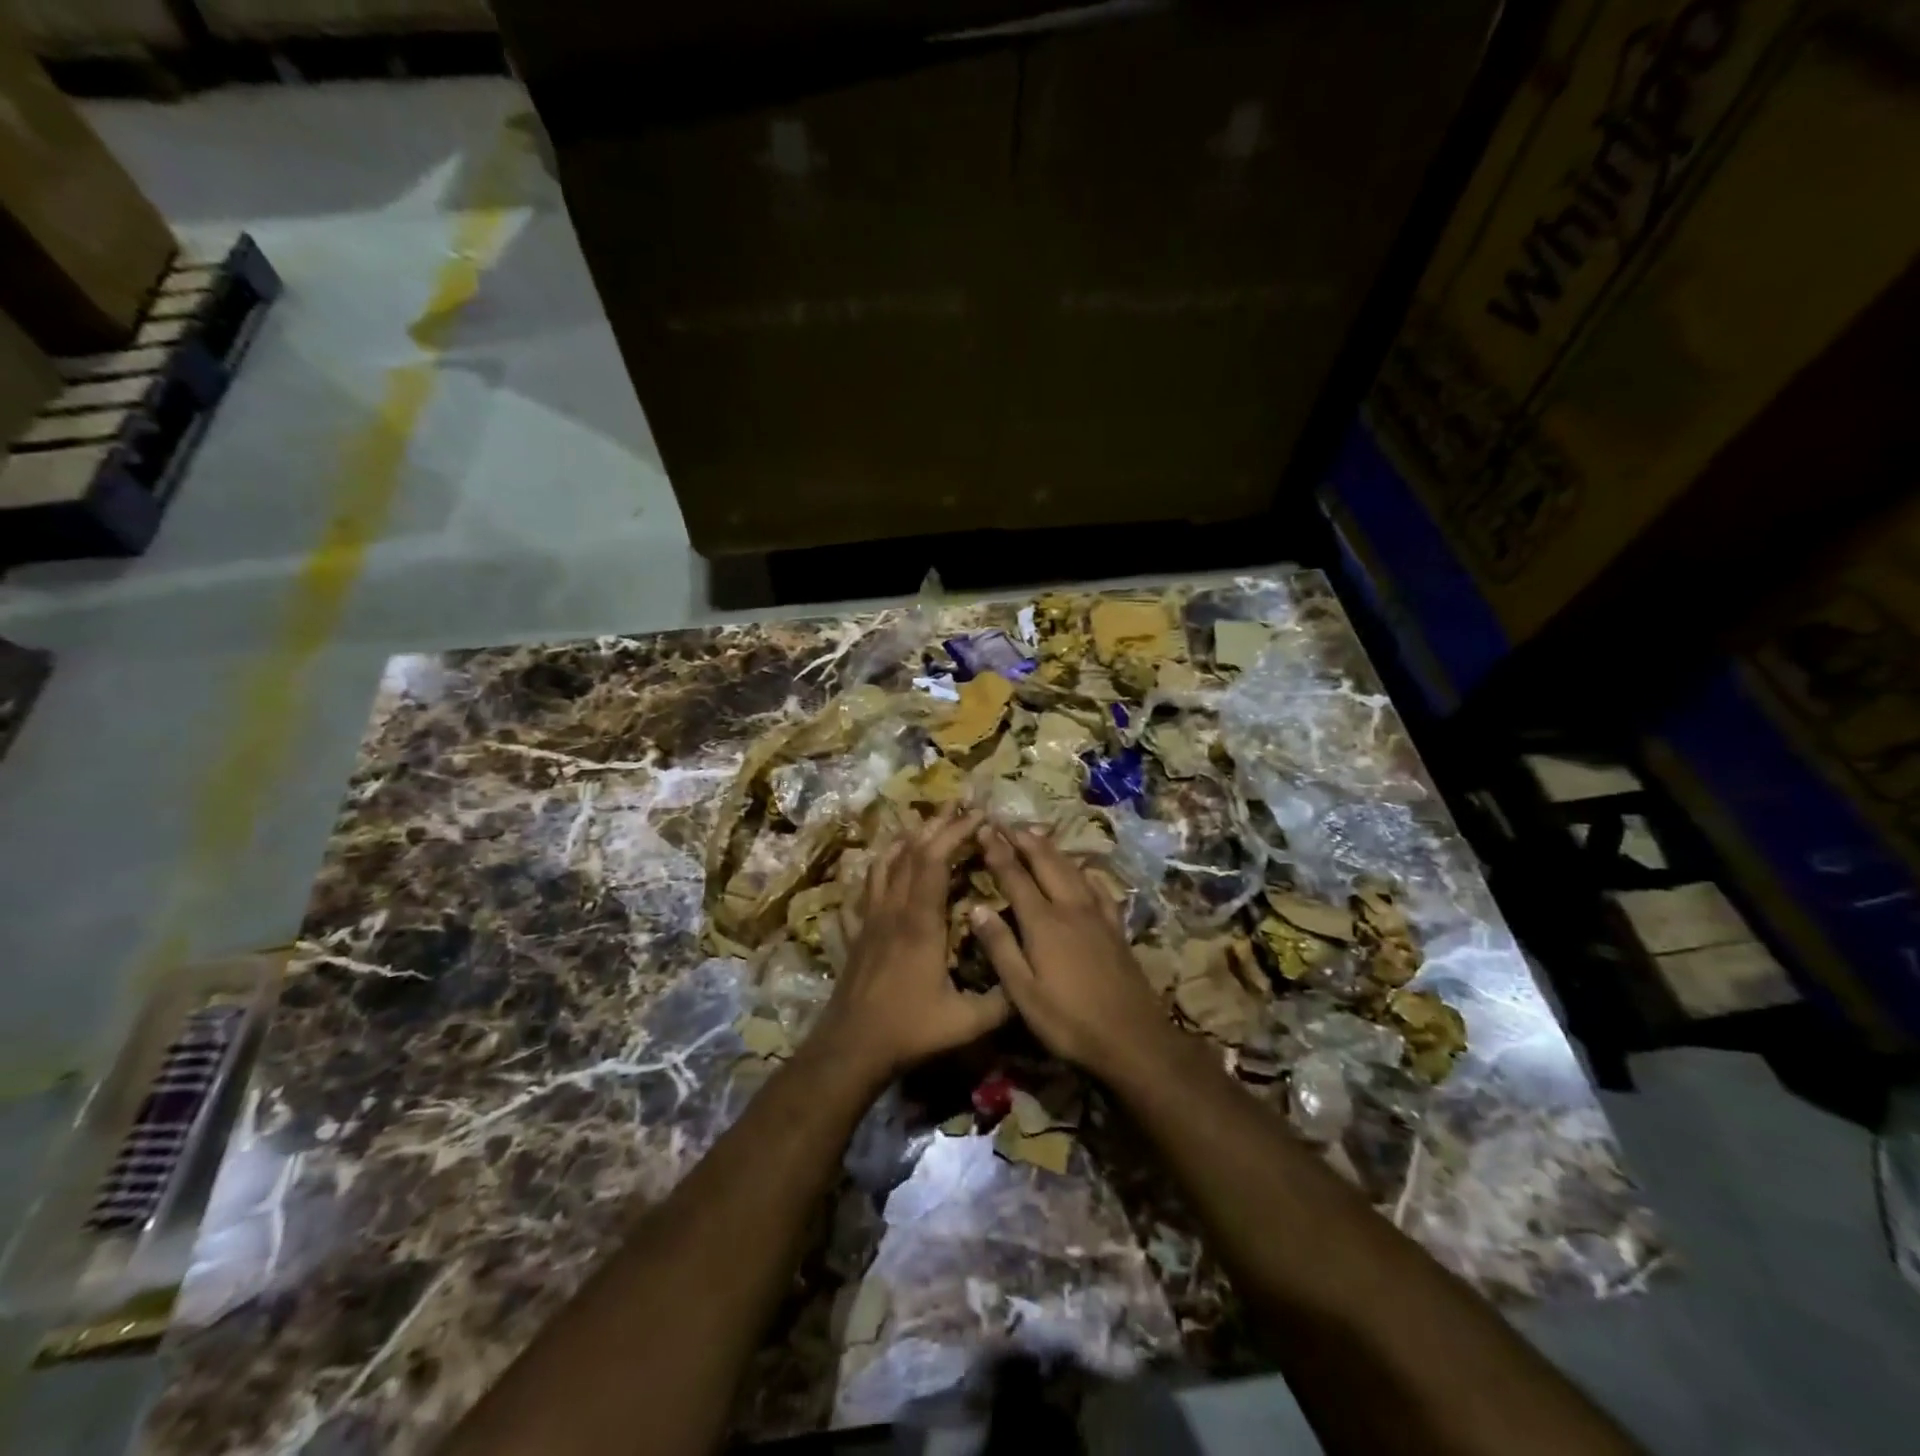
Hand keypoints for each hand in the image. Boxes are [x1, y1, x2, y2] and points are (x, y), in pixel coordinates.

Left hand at [812, 805, 1009, 1084]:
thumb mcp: (967, 1022)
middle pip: (910, 852)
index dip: (955, 833)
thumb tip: (1034, 977)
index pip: (934, 861)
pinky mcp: (859, 931)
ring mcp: (871, 918)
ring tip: (927, 826)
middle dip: (937, 826)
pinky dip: (881, 865)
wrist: (851, 1048)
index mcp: (920, 922)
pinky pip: (867, 886)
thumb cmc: (909, 1030)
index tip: (979, 817)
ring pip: (885, 863)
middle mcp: (894, 909)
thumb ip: (1003, 1000)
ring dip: (908, 839)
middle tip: (960, 808)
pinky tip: (887, 863)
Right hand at [972, 825, 1177, 1080]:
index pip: (1015, 876)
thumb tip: (977, 906)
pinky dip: (1084, 872)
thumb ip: (1000, 947)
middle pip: (1045, 863)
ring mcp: (1097, 915)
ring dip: (1051, 849)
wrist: (1132, 1038)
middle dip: (1024, 840)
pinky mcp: (1116, 928)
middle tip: (1008, 822)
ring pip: (1072, 869)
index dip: (998, 851)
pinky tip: (1083, 871)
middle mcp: (1070, 908)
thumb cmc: (1068, 1021)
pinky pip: (1098, 888)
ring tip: (1036, 834)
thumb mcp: (1023, 992)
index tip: (985, 828)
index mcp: (1043, 922)